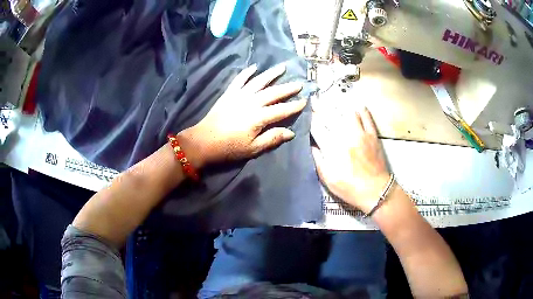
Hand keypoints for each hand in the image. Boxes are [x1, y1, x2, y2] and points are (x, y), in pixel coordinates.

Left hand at [179, 64, 305, 167]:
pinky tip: (254, 67)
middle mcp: (251, 102)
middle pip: (273, 93)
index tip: (305, 101)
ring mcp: (239, 95)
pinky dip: (247, 72)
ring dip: (271, 74)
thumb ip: (272, 138)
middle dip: (288, 88)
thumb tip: (291, 132)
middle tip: (299, 83)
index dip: (294, 106)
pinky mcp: (229, 93)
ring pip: (259, 81)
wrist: (204, 141)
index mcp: (259, 117)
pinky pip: (239, 79)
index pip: (281, 110)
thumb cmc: (229, 147)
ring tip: (282, 67)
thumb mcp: (253, 148)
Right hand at [311, 107, 389, 213]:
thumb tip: (313, 145)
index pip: (318, 127)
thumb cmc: (349, 188)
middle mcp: (345, 137)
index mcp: (332, 149)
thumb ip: (319, 161)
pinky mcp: (373, 135)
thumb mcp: (328, 179)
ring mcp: (361, 134)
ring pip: (348, 112)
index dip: (311, 118)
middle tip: (315, 99)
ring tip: (333, 99)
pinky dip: (362, 110)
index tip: (307, 111)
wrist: (375, 191)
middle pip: (330, 116)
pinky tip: (357, 105)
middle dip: (320, 106)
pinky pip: (367, 117)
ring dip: (339, 105)